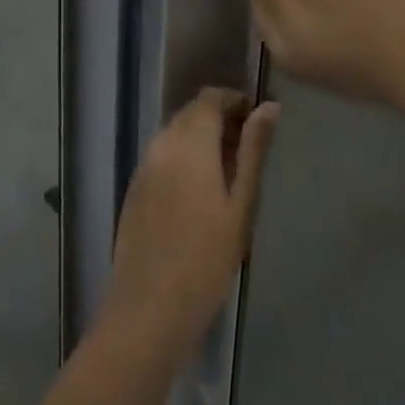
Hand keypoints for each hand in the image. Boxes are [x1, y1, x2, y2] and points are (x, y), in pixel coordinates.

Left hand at [103, 88, 278, 361]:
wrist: (150, 306)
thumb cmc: (207, 257)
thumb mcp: (241, 203)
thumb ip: (254, 150)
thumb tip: (269, 107)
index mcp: (188, 143)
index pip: (209, 98)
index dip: (234, 102)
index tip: (258, 123)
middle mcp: (160, 145)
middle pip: (190, 114)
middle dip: (220, 121)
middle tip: (249, 152)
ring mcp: (143, 167)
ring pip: (175, 135)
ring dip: (201, 141)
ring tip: (230, 175)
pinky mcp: (134, 189)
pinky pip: (162, 157)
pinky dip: (183, 159)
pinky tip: (200, 194)